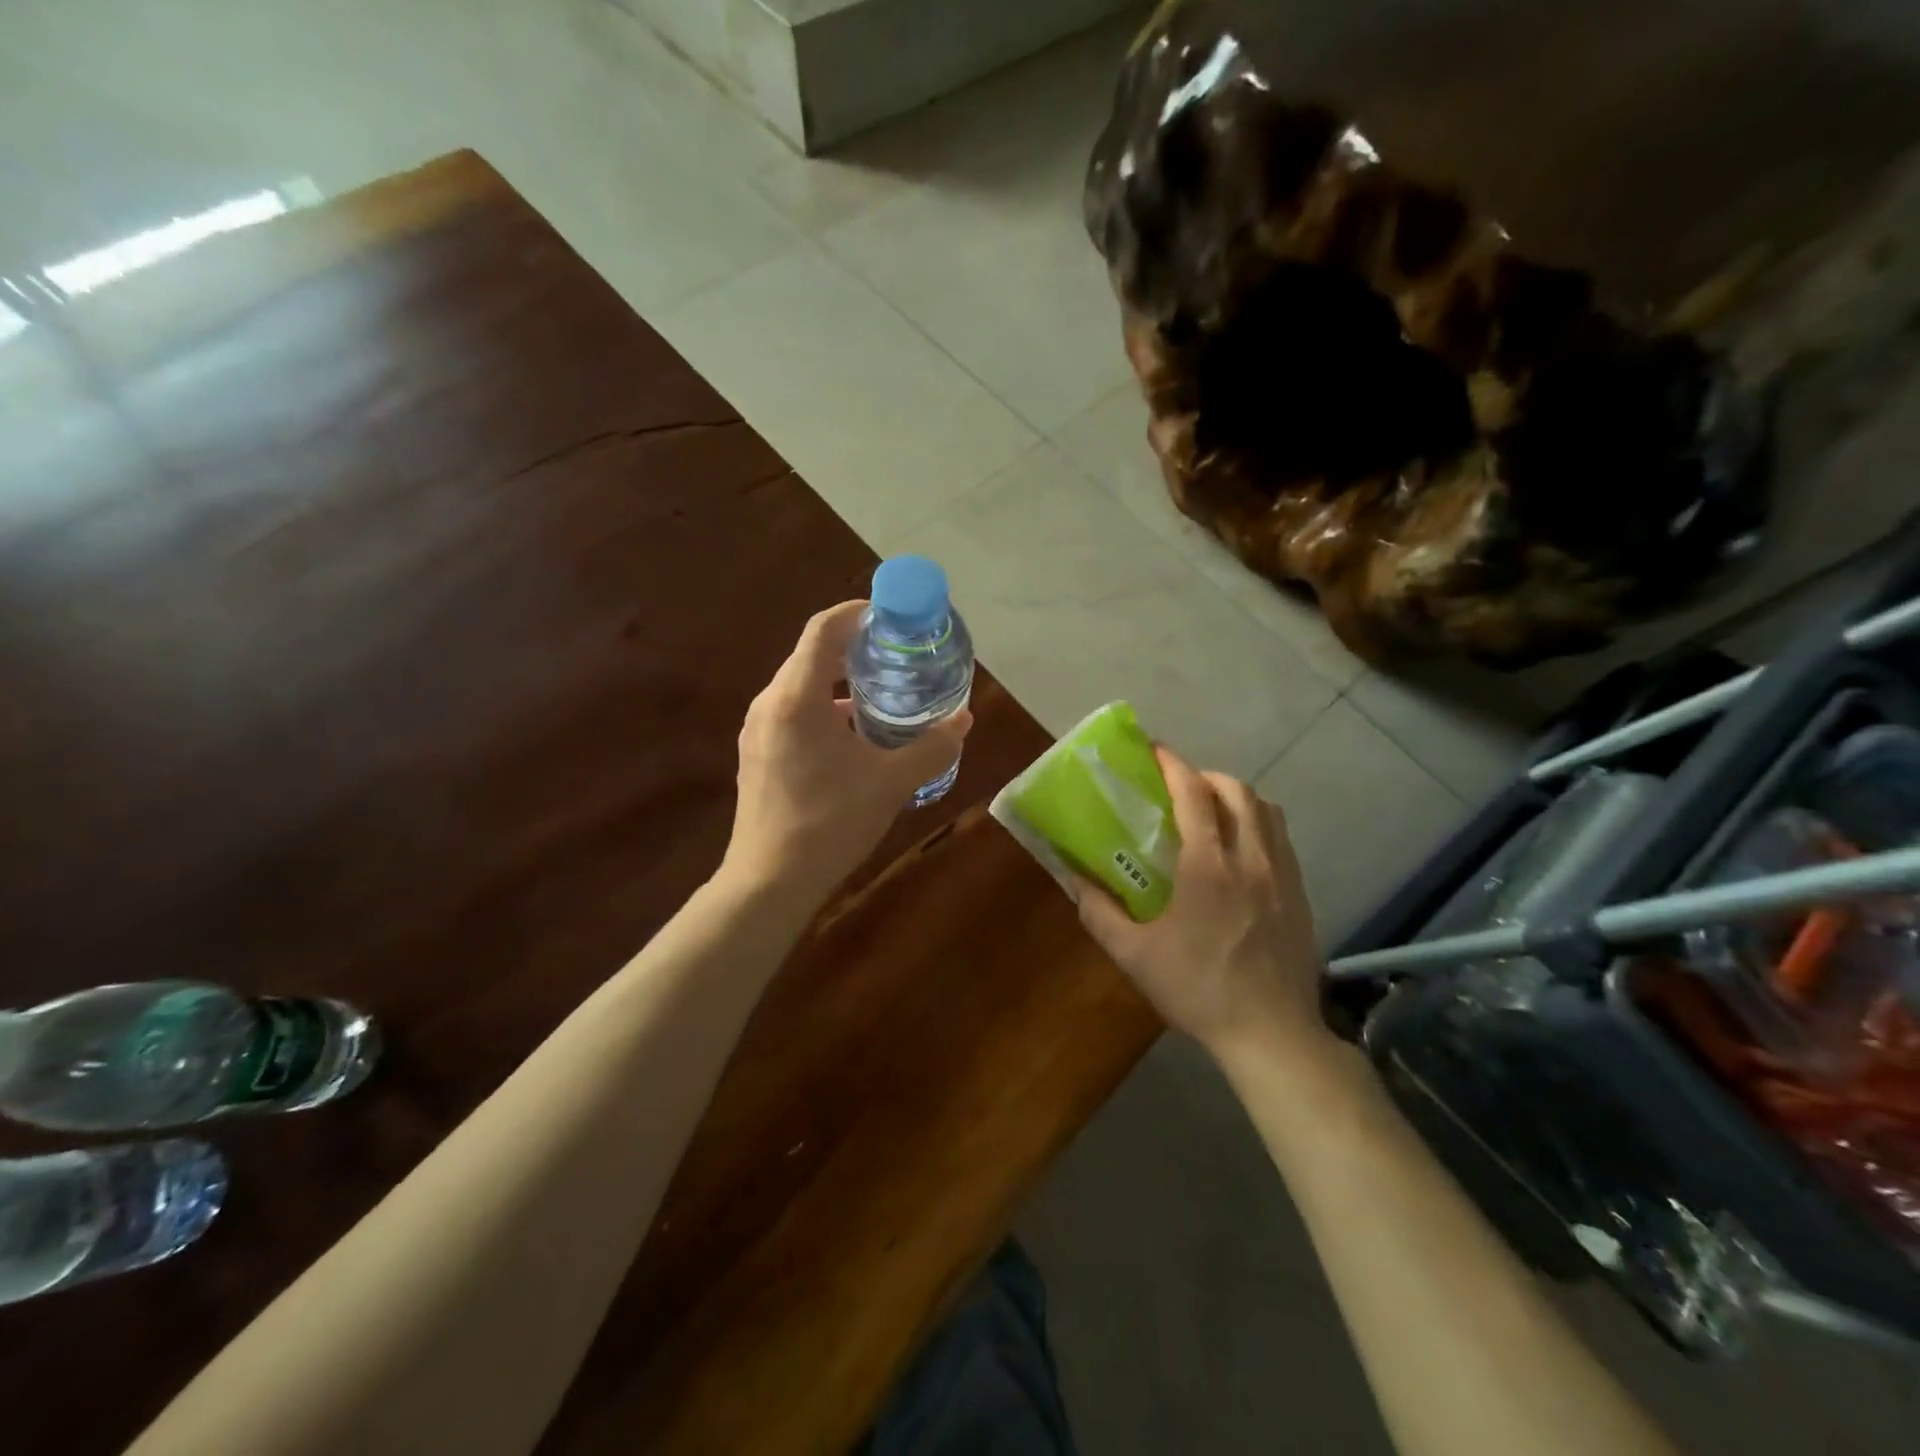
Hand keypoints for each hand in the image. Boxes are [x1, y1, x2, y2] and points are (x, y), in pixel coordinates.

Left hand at [723, 600, 972, 895]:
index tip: (891, 615)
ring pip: (802, 687)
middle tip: (898, 655)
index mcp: (797, 697)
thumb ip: (932, 747)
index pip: (824, 629)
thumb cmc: (830, 824)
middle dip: (855, 649)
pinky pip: (793, 714)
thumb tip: (965, 721)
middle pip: (812, 655)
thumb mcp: (891, 783)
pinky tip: (854, 737)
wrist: (769, 882)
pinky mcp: (757, 754)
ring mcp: (758, 730)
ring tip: (883, 694)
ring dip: (841, 683)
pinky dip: (825, 709)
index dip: (857, 613)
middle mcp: (770, 703)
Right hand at [1072, 746, 1329, 1061]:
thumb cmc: (1198, 990)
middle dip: (1206, 776)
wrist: (1272, 1035)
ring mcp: (1283, 876)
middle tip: (1180, 788)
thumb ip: (1099, 912)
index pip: (1194, 795)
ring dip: (1237, 797)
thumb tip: (1074, 878)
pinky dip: (1259, 825)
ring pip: (1267, 810)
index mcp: (1208, 868)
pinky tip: (1241, 852)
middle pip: (1237, 791)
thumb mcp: (1134, 956)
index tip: (1154, 750)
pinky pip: (1282, 839)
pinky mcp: (1301, 895)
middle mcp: (1251, 860)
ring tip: (1212, 813)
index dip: (1173, 765)